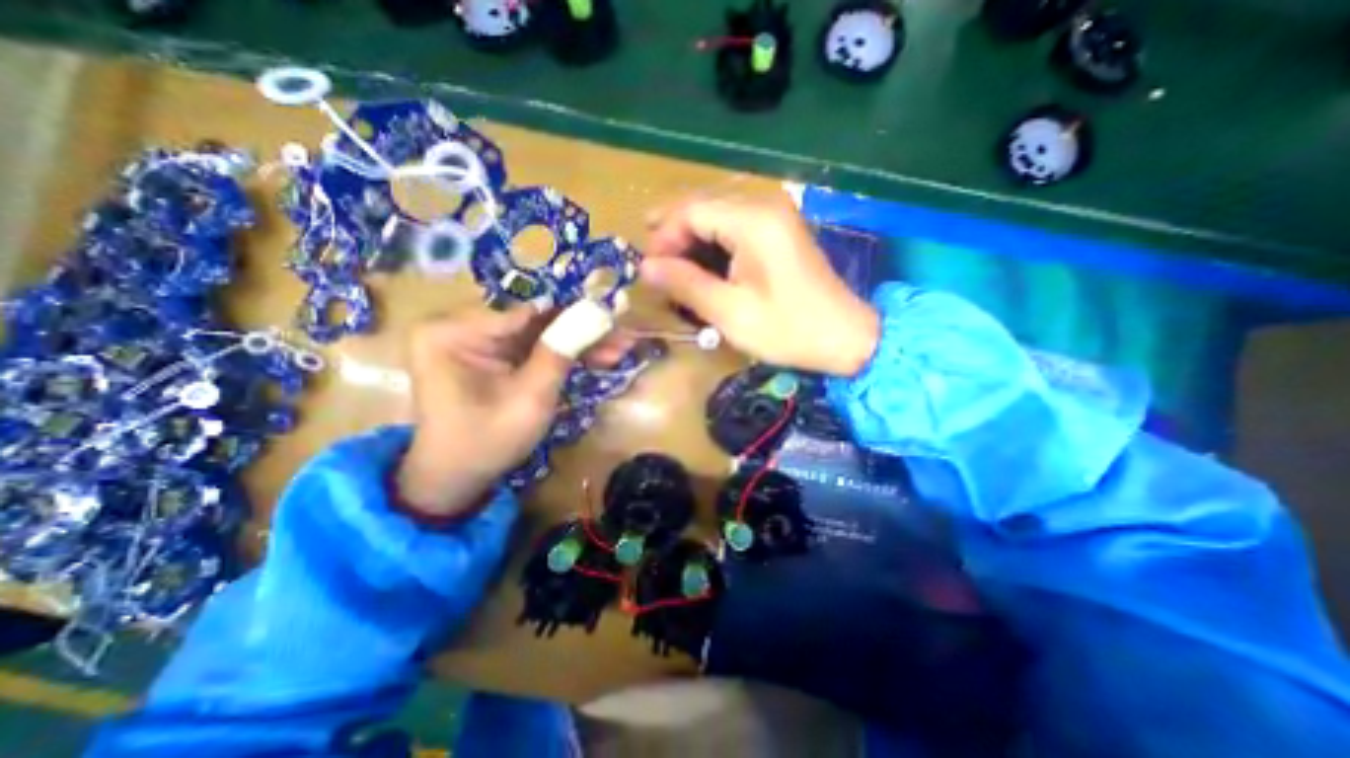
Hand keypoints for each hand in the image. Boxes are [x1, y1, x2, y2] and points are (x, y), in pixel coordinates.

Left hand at [394, 305, 630, 517]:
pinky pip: (533, 346)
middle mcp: (459, 324)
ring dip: (578, 343)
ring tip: (618, 349)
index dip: (575, 315)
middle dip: (581, 331)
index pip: (527, 313)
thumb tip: (594, 312)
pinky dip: (563, 353)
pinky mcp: (490, 353)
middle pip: (534, 320)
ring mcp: (475, 338)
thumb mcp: (529, 398)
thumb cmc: (487, 442)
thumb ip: (559, 353)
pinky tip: (596, 357)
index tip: (614, 320)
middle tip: (622, 338)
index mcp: (451, 331)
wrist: (457, 479)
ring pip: (539, 333)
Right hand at [641, 196, 881, 375]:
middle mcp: (764, 205)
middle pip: (703, 204)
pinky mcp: (779, 229)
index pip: (691, 210)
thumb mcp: (730, 312)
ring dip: (691, 237)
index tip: (649, 269)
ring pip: (717, 212)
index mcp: (753, 221)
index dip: (663, 236)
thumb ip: (686, 285)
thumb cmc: (787, 329)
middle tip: (655, 265)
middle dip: (673, 233)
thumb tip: (646, 267)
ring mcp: (775, 214)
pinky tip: (702, 264)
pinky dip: (712, 242)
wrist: (844, 337)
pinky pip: (734, 223)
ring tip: (673, 267)